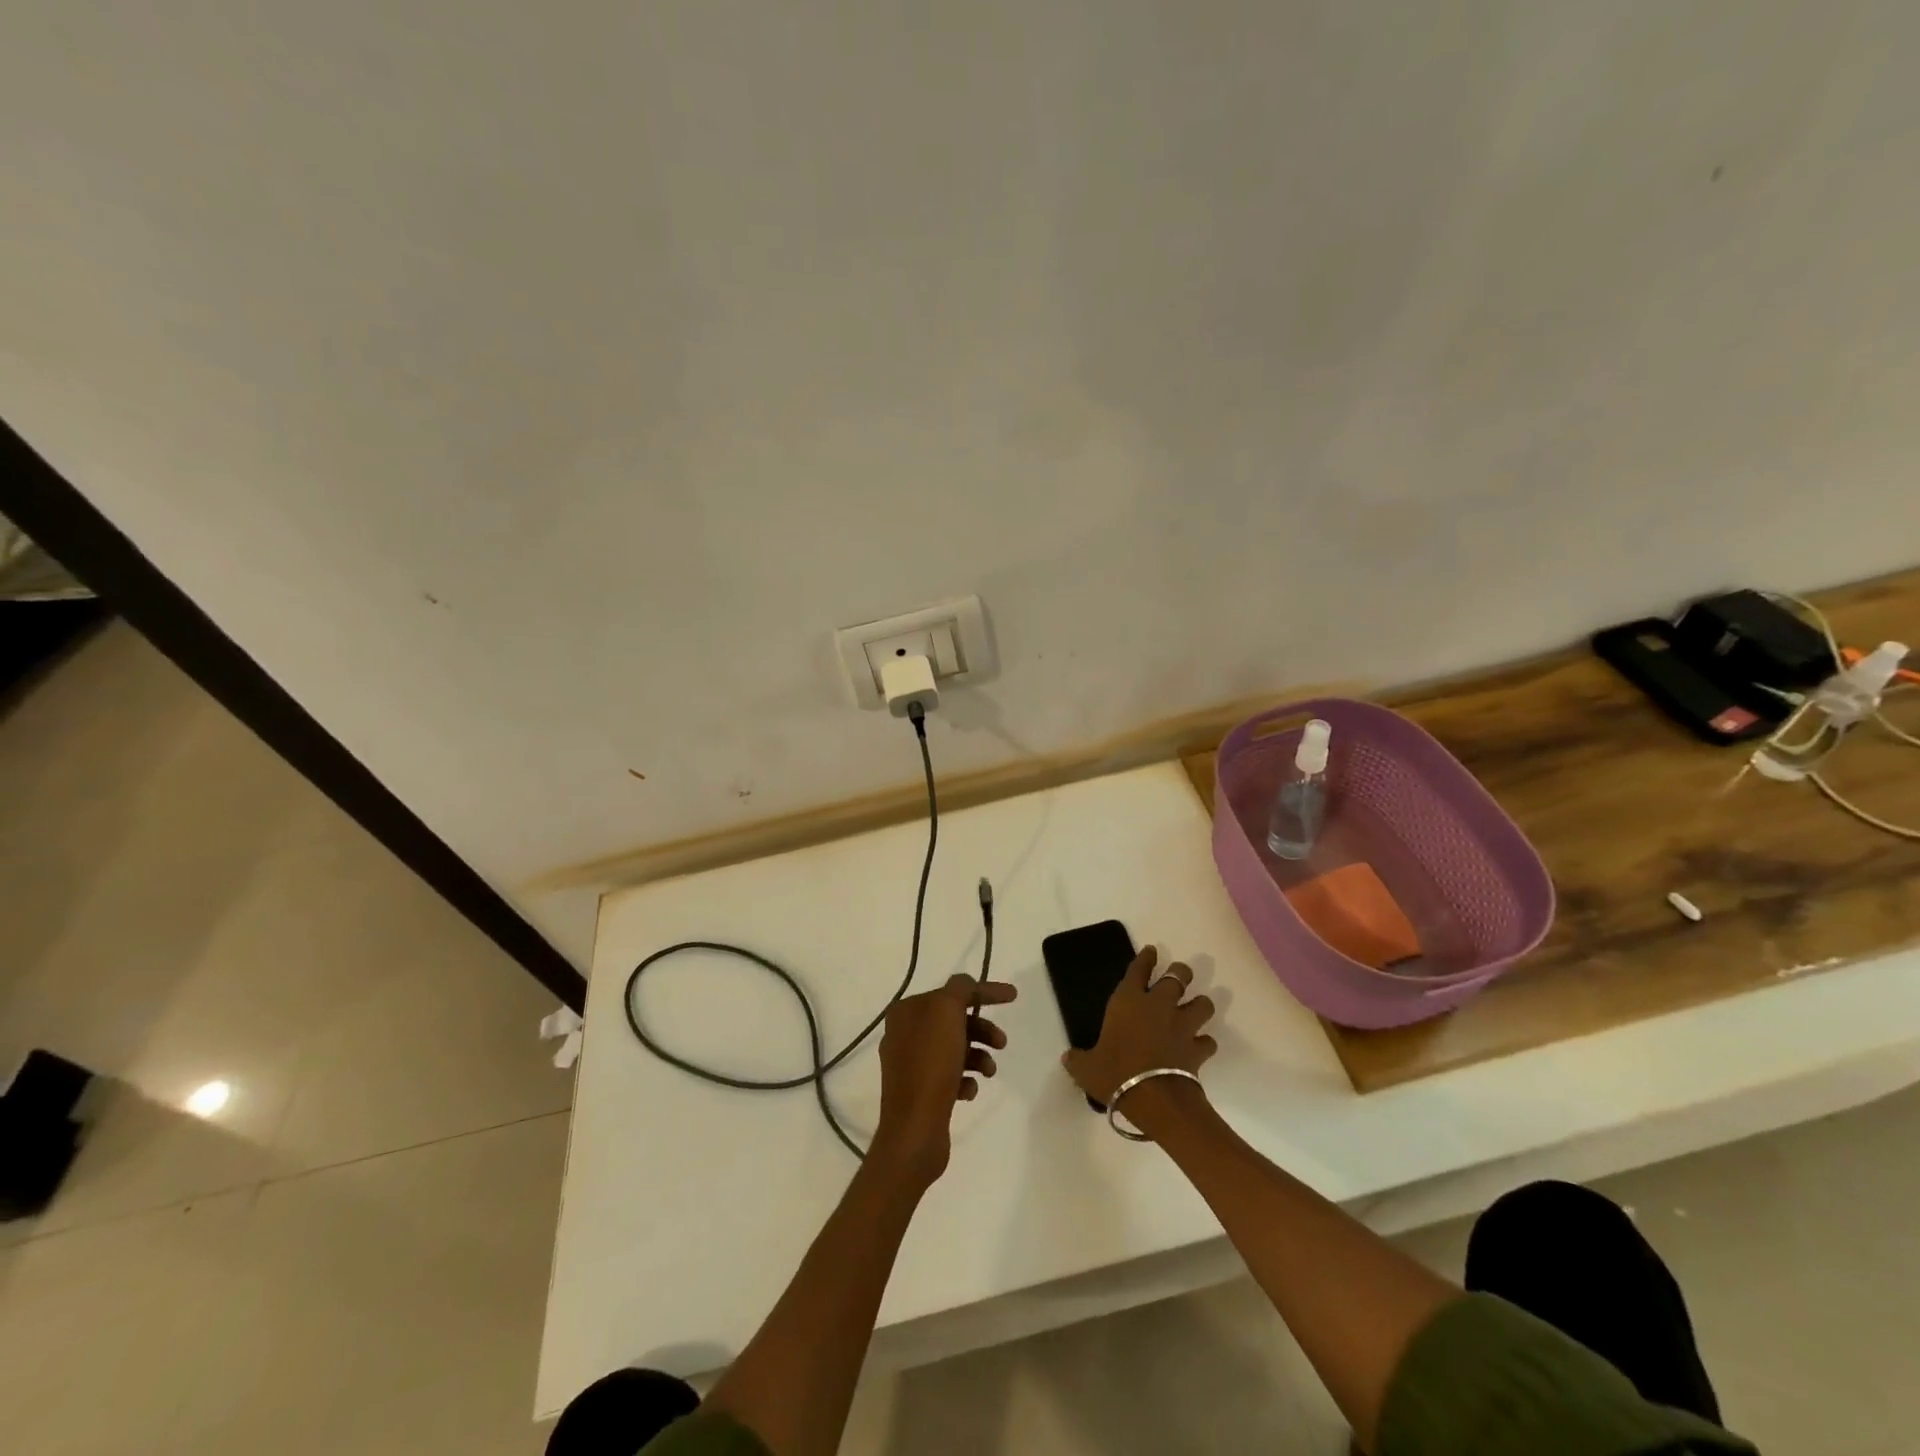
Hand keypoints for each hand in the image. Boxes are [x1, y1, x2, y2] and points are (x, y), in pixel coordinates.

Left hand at [870, 974, 1016, 1186]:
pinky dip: (965, 1078)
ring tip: (989, 1072)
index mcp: (906, 1011)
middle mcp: (904, 1033)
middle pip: (954, 1021)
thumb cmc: (931, 1065)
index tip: (1013, 996)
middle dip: (982, 1029)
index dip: (984, 991)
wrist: (914, 1130)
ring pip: (954, 1048)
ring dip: (978, 1055)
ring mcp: (910, 1064)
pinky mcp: (919, 1091)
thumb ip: (960, 989)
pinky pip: (949, 1075)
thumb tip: (966, 984)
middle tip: (1002, 1043)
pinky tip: (969, 1091)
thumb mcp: (946, 1012)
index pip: (951, 991)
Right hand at [1061, 946, 1216, 1109]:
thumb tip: (1067, 1058)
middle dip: (1180, 972)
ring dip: (1200, 1004)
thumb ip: (1078, 1060)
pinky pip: (1207, 1041)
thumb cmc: (1115, 1074)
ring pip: (1202, 1004)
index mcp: (1128, 1001)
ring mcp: (1182, 1026)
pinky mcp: (1197, 1049)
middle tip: (1180, 973)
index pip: (1138, 970)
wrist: (1155, 1099)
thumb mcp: (1087, 1068)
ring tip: (1196, 1007)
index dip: (1146, 958)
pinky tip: (1200, 1047)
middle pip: (1178, 977)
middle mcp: (1158, 1005)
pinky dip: (1204, 1043)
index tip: (1152, 950)